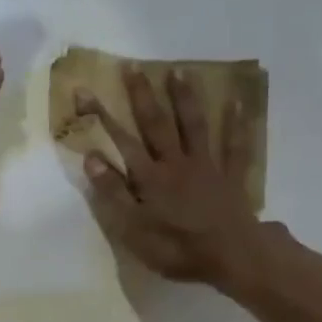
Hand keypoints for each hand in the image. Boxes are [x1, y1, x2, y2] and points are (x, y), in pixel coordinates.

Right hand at [79, 66, 266, 290]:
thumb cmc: (177, 248)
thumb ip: (113, 193)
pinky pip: (235, 146)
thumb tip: (91, 157)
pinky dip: (236, 125)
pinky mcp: (230, 177)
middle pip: (156, 124)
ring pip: (194, 126)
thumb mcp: (134, 229)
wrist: (230, 255)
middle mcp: (176, 163)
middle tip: (133, 67)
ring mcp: (206, 166)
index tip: (83, 90)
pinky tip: (237, 104)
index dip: (101, 116)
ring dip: (185, 98)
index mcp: (150, 177)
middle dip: (142, 95)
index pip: (120, 140)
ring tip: (179, 71)